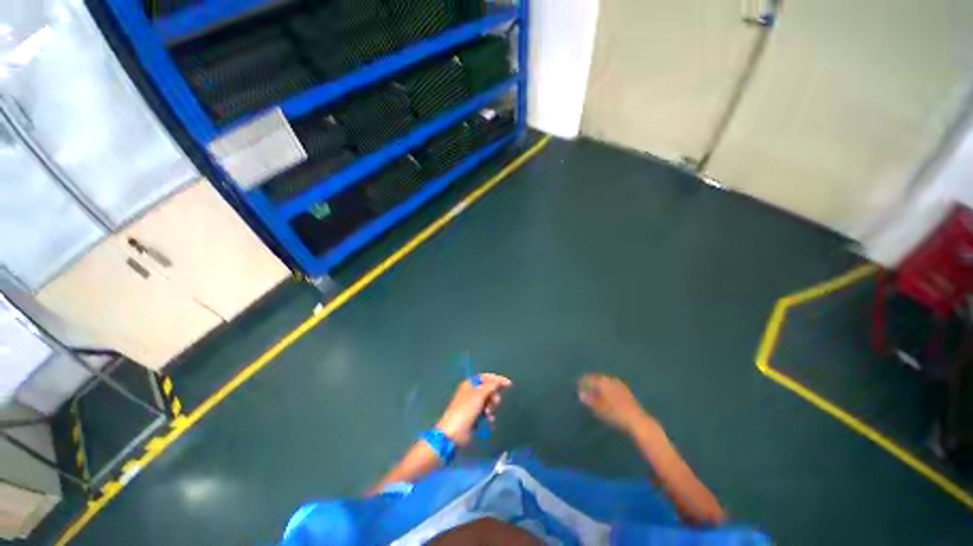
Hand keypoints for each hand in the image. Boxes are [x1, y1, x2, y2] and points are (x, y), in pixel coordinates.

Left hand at [436, 373, 511, 445]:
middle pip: (489, 389)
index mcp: (470, 384)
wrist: (454, 432)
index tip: (509, 384)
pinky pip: (486, 412)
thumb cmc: (466, 409)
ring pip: (488, 401)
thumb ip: (492, 386)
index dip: (497, 379)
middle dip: (493, 396)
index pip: (486, 377)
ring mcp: (472, 404)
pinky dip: (488, 415)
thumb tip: (501, 381)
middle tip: (493, 403)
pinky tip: (489, 420)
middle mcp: (471, 392)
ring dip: (491, 407)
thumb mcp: (480, 394)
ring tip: (487, 414)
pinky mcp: (474, 416)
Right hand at [578, 374, 655, 433]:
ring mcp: (619, 384)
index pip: (589, 378)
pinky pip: (612, 385)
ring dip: (599, 385)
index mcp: (602, 382)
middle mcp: (610, 380)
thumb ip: (589, 400)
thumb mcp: (599, 409)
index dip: (582, 382)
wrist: (637, 420)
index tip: (577, 386)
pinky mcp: (626, 390)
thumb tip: (580, 394)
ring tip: (594, 392)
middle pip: (597, 378)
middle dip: (591, 382)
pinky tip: (606, 395)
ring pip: (605, 381)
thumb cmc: (615, 415)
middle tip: (584, 388)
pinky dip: (606, 388)